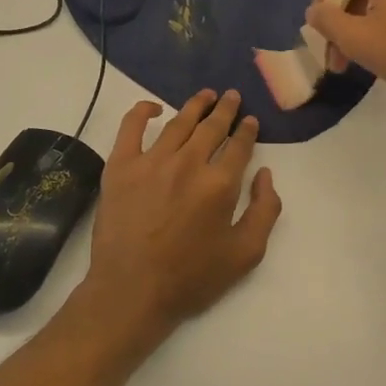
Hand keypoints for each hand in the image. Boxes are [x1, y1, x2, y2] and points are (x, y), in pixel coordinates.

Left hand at [79, 89, 283, 332]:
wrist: (132, 291)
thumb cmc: (191, 277)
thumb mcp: (246, 254)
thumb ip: (265, 210)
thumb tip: (265, 174)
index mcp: (220, 184)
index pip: (239, 145)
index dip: (247, 130)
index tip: (250, 121)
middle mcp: (188, 163)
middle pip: (211, 127)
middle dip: (225, 109)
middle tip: (231, 96)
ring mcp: (151, 161)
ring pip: (178, 123)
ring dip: (195, 106)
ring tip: (205, 95)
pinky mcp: (121, 166)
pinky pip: (131, 128)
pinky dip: (142, 111)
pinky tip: (154, 108)